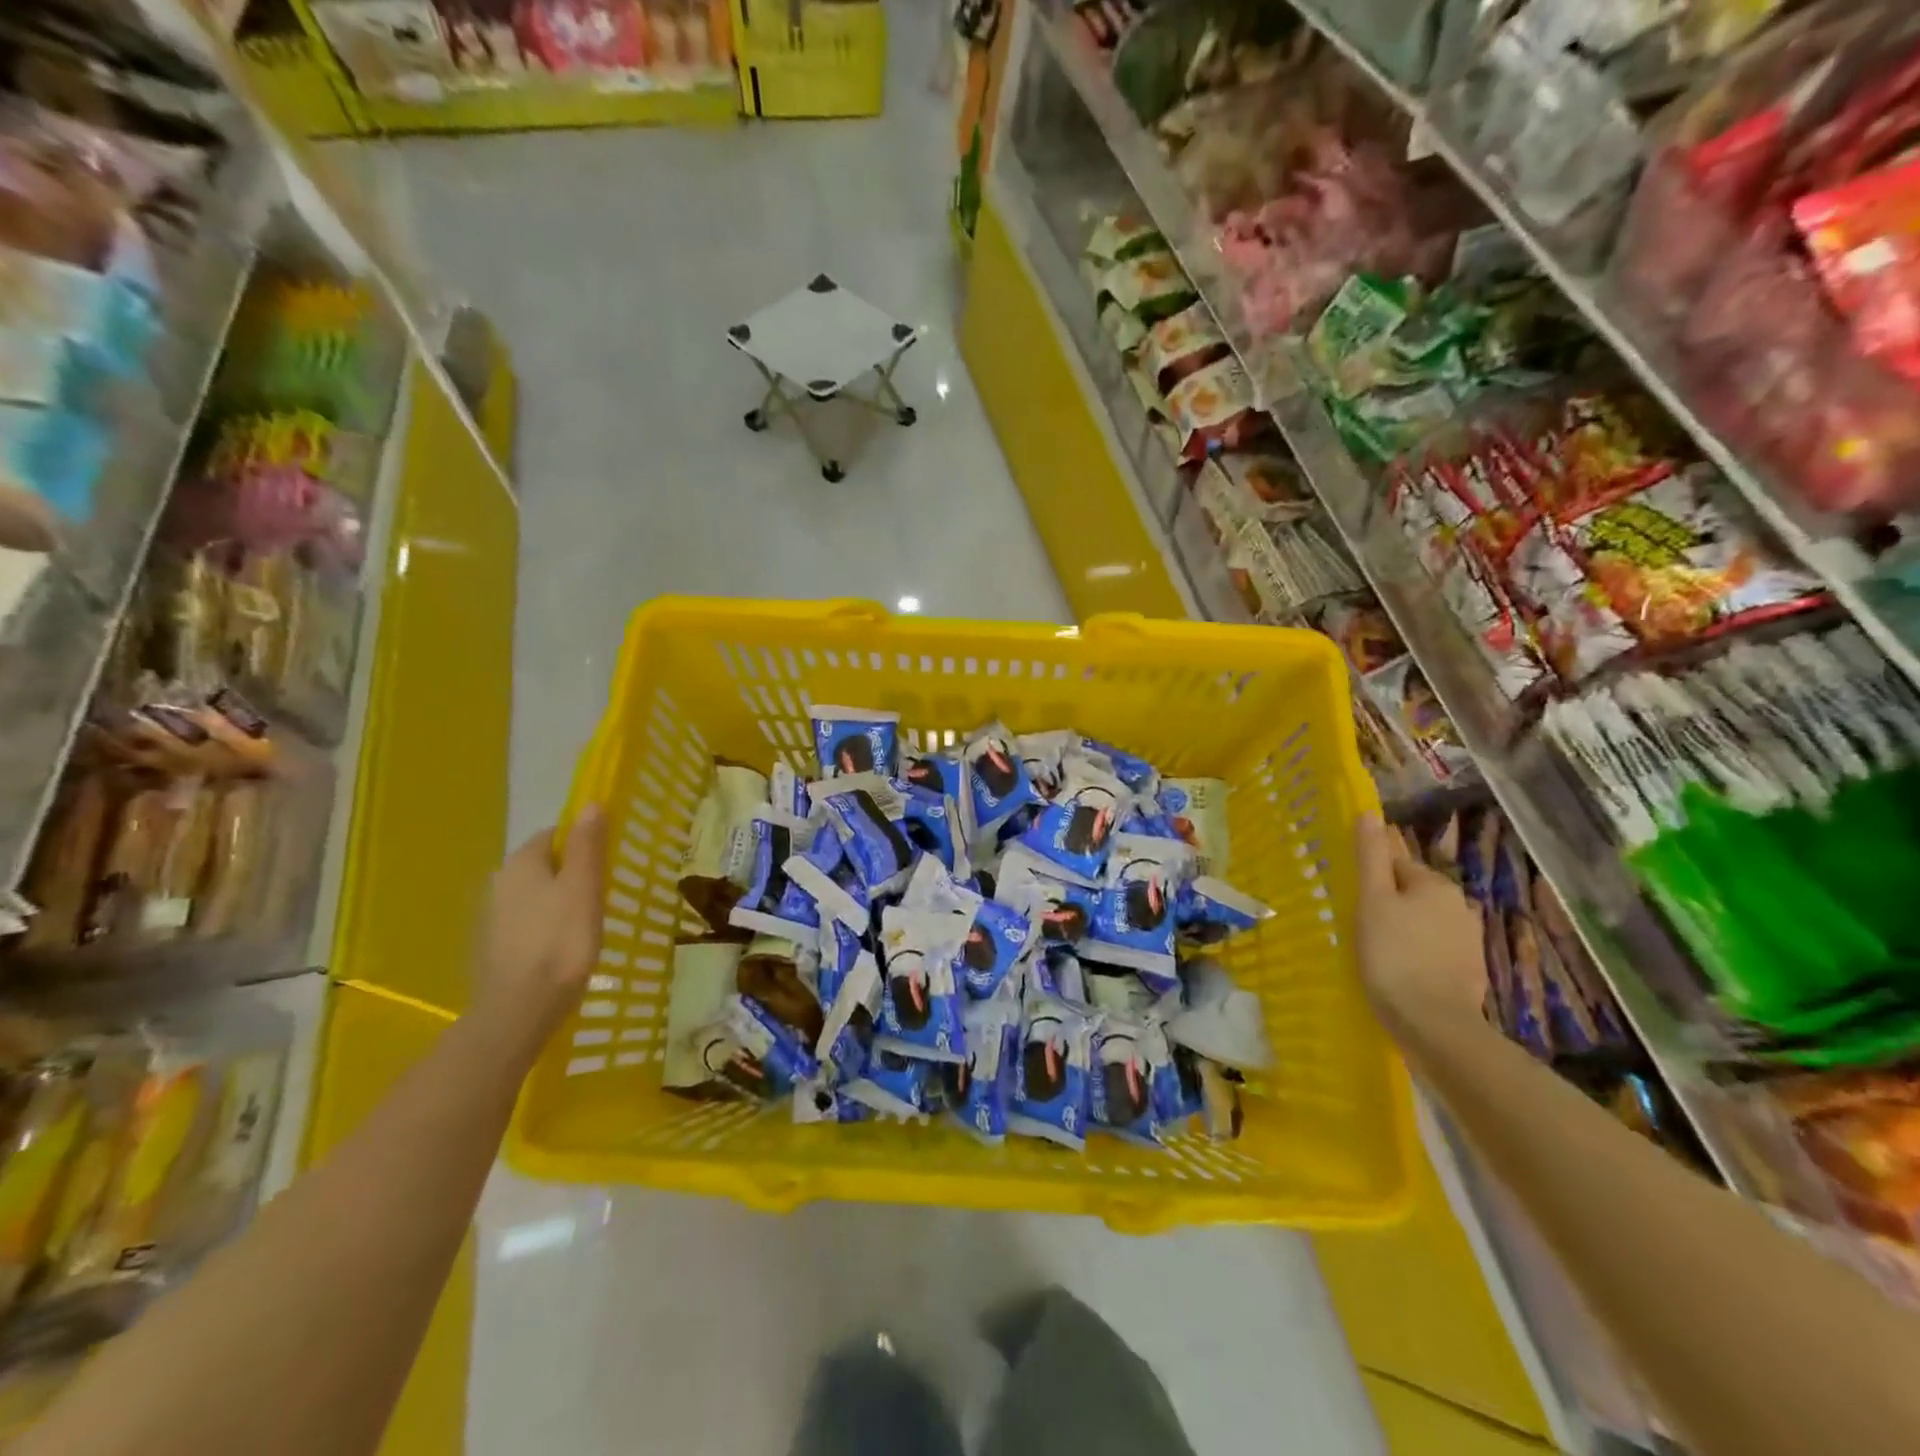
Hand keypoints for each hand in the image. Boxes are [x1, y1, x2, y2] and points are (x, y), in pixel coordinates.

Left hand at [472, 807, 607, 1061]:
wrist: (519, 1009)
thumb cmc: (560, 941)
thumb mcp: (584, 888)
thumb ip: (588, 845)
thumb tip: (590, 804)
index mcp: (521, 862)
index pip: (555, 834)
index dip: (584, 842)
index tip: (608, 862)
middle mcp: (500, 881)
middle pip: (544, 864)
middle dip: (572, 872)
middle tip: (603, 893)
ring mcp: (492, 916)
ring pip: (536, 894)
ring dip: (560, 900)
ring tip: (588, 922)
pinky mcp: (494, 946)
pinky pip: (528, 921)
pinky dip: (547, 925)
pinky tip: (563, 946)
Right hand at [1354, 812, 1489, 1035]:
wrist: (1434, 1023)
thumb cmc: (1394, 954)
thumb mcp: (1372, 900)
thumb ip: (1371, 856)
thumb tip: (1369, 813)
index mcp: (1435, 884)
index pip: (1394, 866)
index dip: (1370, 883)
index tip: (1353, 904)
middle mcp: (1459, 905)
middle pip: (1410, 894)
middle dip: (1387, 906)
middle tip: (1359, 930)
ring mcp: (1468, 941)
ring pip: (1422, 924)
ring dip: (1402, 932)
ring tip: (1376, 954)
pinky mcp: (1469, 971)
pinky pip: (1433, 951)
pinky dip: (1416, 956)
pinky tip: (1399, 973)